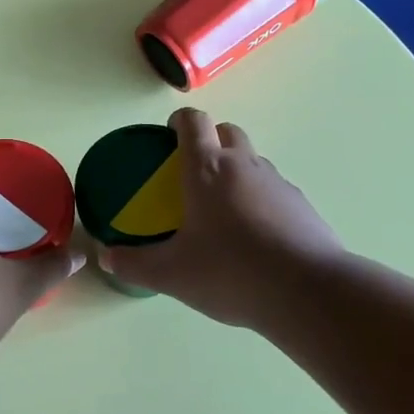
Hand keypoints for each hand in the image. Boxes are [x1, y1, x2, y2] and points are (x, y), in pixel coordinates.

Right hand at [99, 108, 344, 328]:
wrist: (307, 292)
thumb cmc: (230, 272)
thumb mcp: (171, 274)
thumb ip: (134, 264)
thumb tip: (106, 256)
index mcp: (207, 169)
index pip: (193, 121)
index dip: (178, 122)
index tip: (167, 137)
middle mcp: (244, 165)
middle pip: (227, 131)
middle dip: (210, 141)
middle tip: (193, 174)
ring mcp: (278, 182)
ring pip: (253, 160)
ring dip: (237, 171)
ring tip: (225, 210)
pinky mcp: (303, 205)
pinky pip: (275, 190)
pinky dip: (261, 200)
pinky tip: (256, 237)